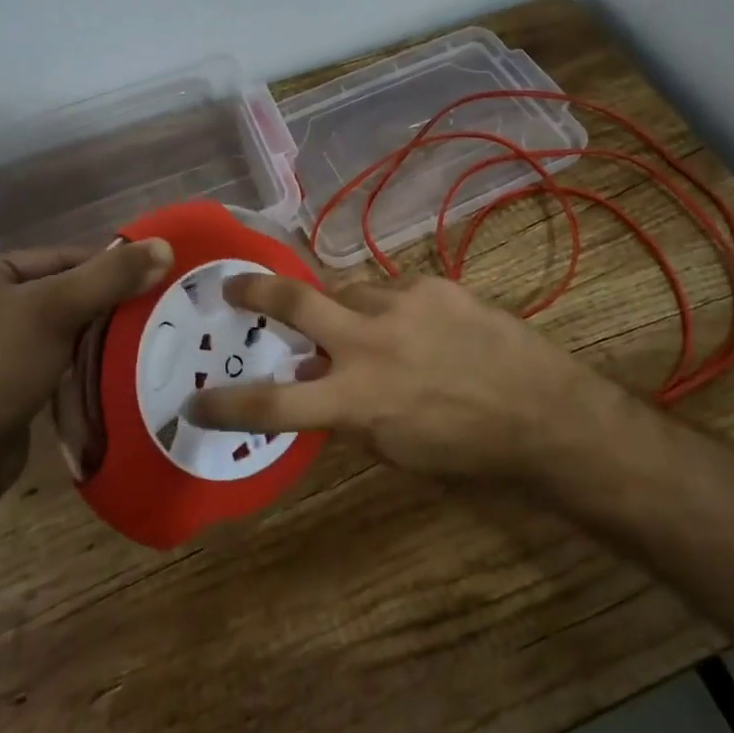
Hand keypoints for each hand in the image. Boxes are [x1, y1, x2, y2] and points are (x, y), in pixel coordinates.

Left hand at [0, 239, 171, 504]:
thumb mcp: (58, 310)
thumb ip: (111, 275)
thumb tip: (165, 246)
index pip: (59, 257)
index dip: (106, 268)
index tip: (150, 281)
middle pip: (58, 290)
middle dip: (102, 304)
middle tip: (148, 311)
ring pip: (56, 326)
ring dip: (92, 334)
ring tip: (135, 338)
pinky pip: (47, 357)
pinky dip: (76, 360)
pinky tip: (106, 367)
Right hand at [186, 273, 617, 481]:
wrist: (540, 409)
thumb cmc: (466, 448)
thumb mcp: (395, 448)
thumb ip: (348, 413)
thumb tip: (315, 384)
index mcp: (355, 399)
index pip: (272, 405)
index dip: (225, 405)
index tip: (193, 400)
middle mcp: (368, 343)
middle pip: (294, 304)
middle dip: (255, 292)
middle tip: (233, 285)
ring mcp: (401, 304)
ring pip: (347, 290)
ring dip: (340, 306)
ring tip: (355, 321)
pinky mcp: (433, 285)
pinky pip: (393, 289)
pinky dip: (389, 306)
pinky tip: (413, 324)